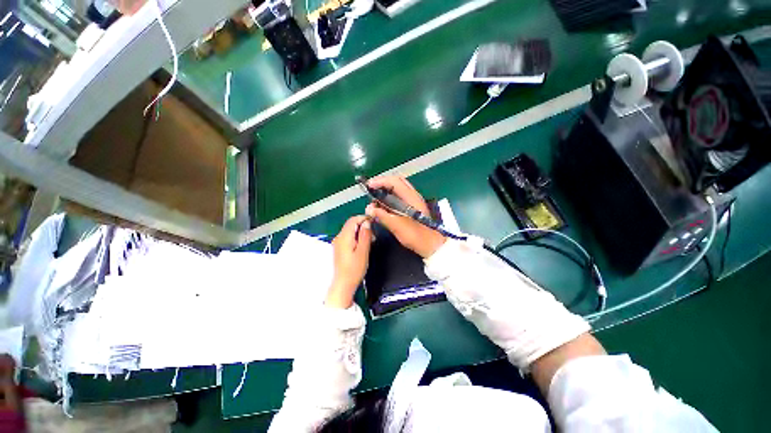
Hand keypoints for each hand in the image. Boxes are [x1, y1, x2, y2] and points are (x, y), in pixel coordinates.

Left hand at [327, 216, 372, 308]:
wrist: (343, 284)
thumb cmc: (354, 270)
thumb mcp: (363, 252)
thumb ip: (365, 236)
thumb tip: (367, 222)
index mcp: (344, 237)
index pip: (353, 220)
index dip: (364, 218)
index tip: (374, 222)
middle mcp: (339, 237)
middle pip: (351, 224)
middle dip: (363, 225)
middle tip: (373, 234)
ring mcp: (338, 243)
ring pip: (350, 230)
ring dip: (360, 231)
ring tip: (370, 240)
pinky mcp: (339, 248)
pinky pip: (348, 237)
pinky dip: (356, 237)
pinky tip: (363, 245)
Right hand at [365, 175, 445, 257]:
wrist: (431, 245)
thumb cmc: (416, 236)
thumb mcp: (397, 226)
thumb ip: (382, 216)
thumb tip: (369, 209)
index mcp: (411, 197)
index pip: (394, 182)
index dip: (380, 181)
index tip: (368, 186)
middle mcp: (413, 196)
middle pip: (396, 182)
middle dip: (382, 184)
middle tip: (371, 189)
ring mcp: (413, 201)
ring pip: (397, 190)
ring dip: (385, 192)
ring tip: (374, 199)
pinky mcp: (412, 208)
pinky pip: (399, 198)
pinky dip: (389, 199)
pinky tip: (382, 207)